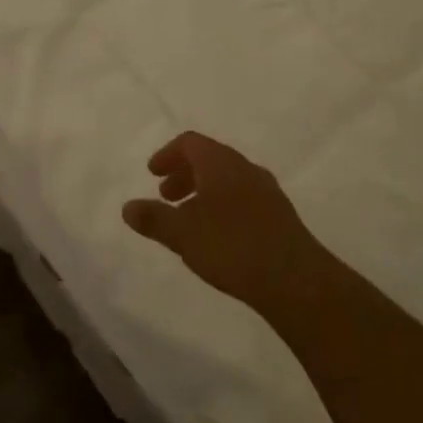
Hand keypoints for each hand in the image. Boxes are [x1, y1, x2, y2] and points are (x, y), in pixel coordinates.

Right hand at [121, 132, 330, 314]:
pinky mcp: (280, 216)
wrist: (295, 280)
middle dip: (184, 174)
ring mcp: (267, 192)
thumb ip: (153, 218)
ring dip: (203, 192)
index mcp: (221, 163)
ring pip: (228, 180)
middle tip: (166, 196)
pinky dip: (222, 206)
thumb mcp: (183, 234)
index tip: (152, 173)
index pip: (191, 142)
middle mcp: (246, 169)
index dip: (168, 154)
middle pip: (210, 159)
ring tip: (188, 220)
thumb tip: (127, 207)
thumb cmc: (232, 247)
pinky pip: (244, 199)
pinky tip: (217, 237)